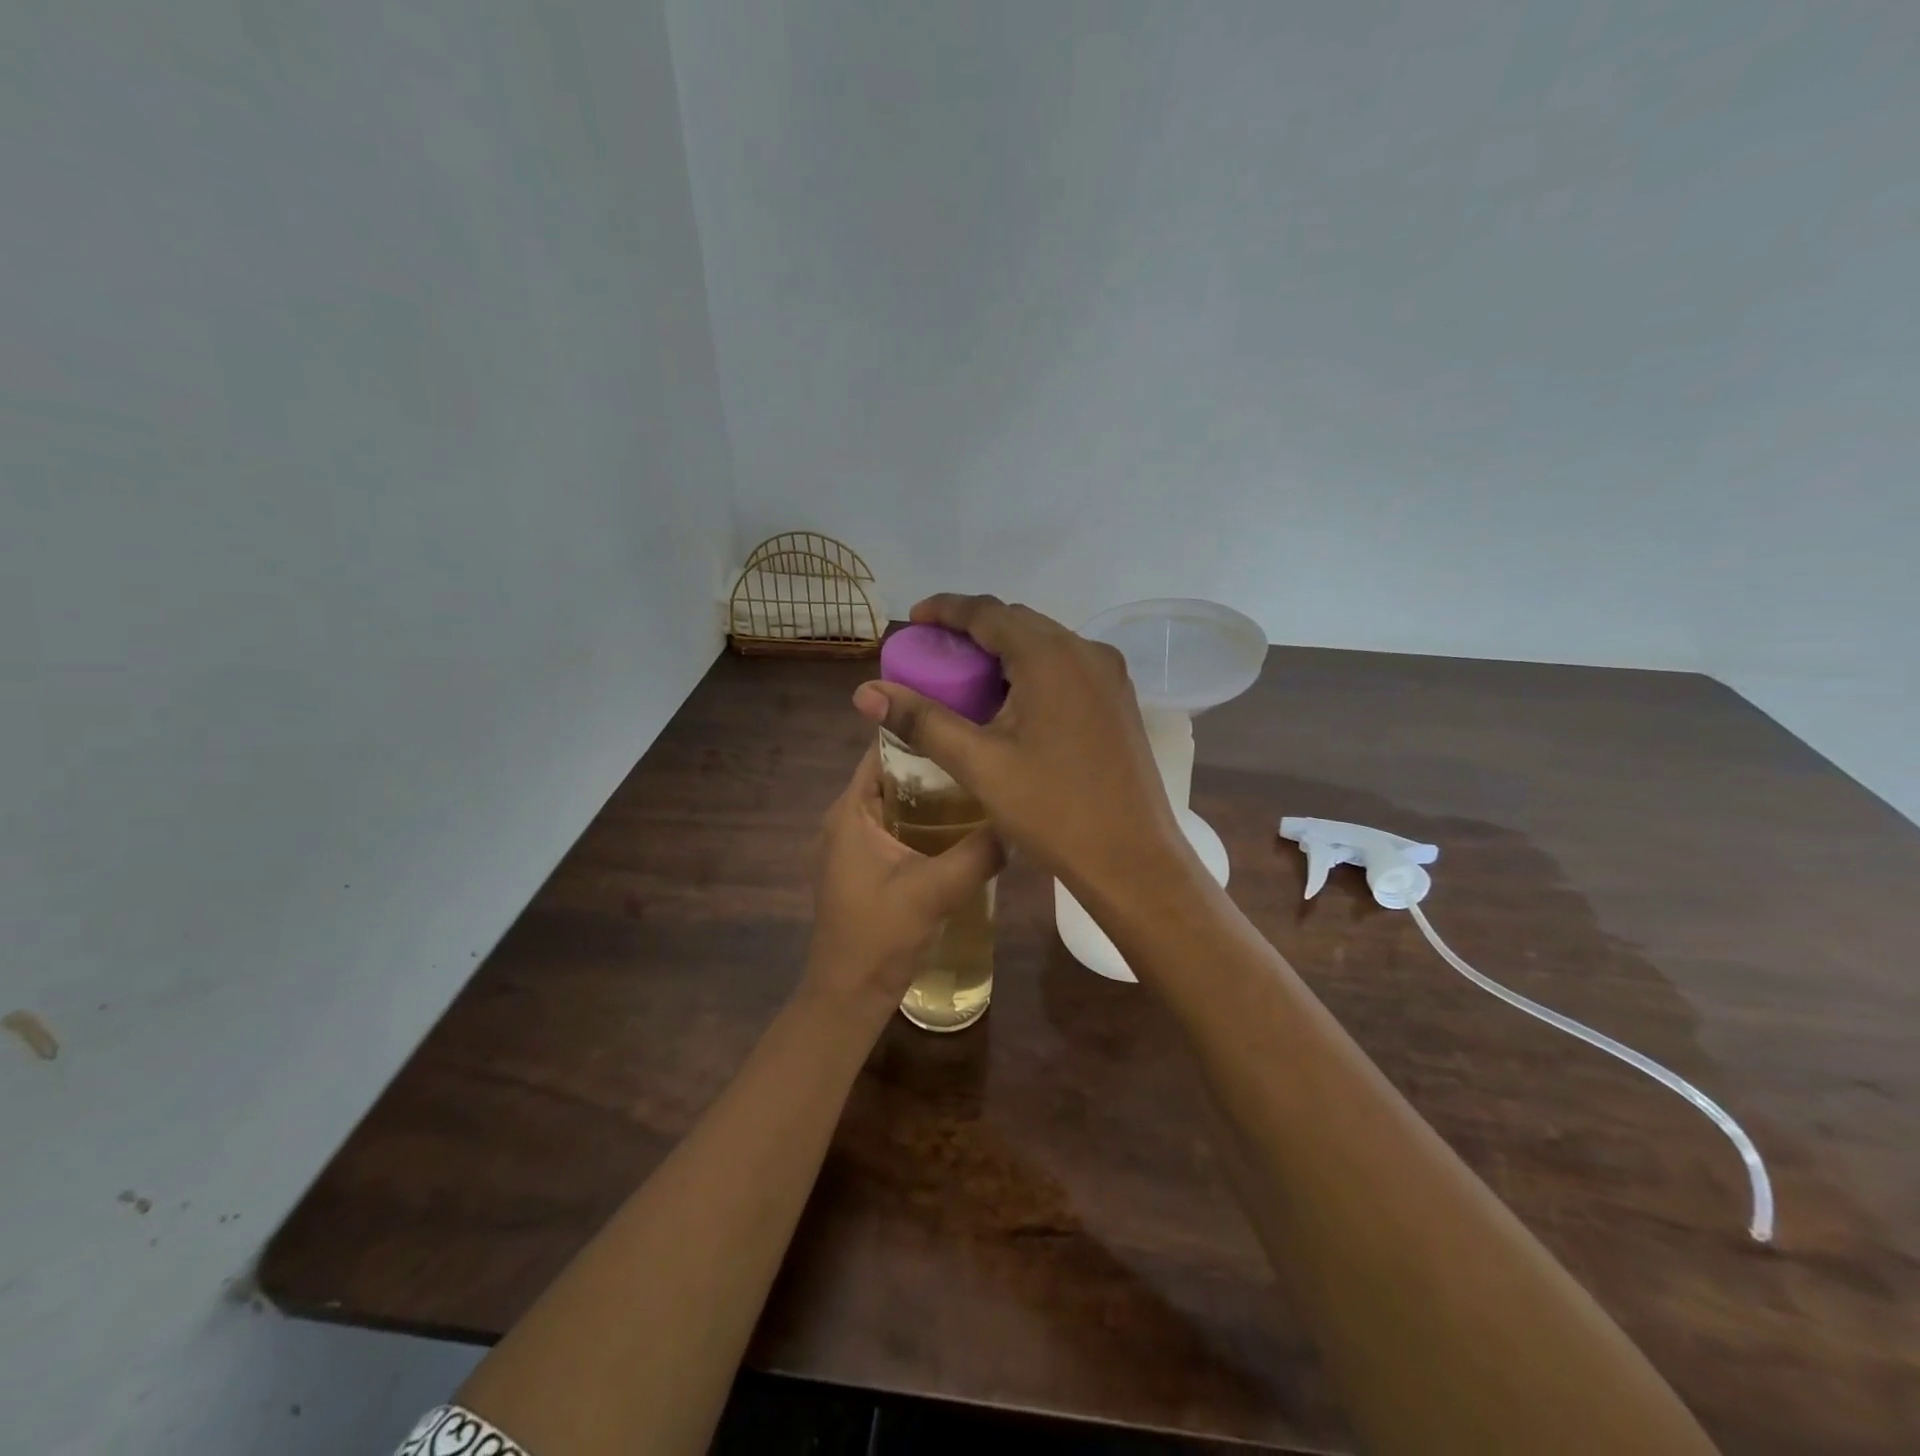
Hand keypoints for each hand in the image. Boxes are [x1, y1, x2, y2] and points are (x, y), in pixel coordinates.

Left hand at [802, 743, 1002, 1017]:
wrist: (849, 995)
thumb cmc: (879, 936)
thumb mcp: (935, 890)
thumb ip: (979, 853)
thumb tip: (1019, 820)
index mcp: (850, 811)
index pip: (882, 750)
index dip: (920, 730)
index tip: (965, 719)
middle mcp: (848, 818)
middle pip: (894, 773)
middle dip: (937, 762)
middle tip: (985, 751)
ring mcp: (855, 844)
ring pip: (900, 801)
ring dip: (935, 793)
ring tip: (983, 781)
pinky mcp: (867, 866)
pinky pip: (900, 827)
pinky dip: (928, 820)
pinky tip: (966, 826)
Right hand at [851, 595, 1190, 905]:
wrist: (1133, 859)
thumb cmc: (1053, 811)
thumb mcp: (980, 764)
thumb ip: (922, 720)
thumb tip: (866, 692)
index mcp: (1051, 657)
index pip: (987, 612)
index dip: (945, 609)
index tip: (913, 620)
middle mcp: (1086, 651)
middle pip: (1018, 621)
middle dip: (972, 629)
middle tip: (934, 653)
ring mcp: (1110, 675)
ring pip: (1045, 643)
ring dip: (1003, 650)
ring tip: (966, 677)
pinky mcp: (1118, 700)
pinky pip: (1066, 666)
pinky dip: (1031, 670)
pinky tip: (1011, 702)